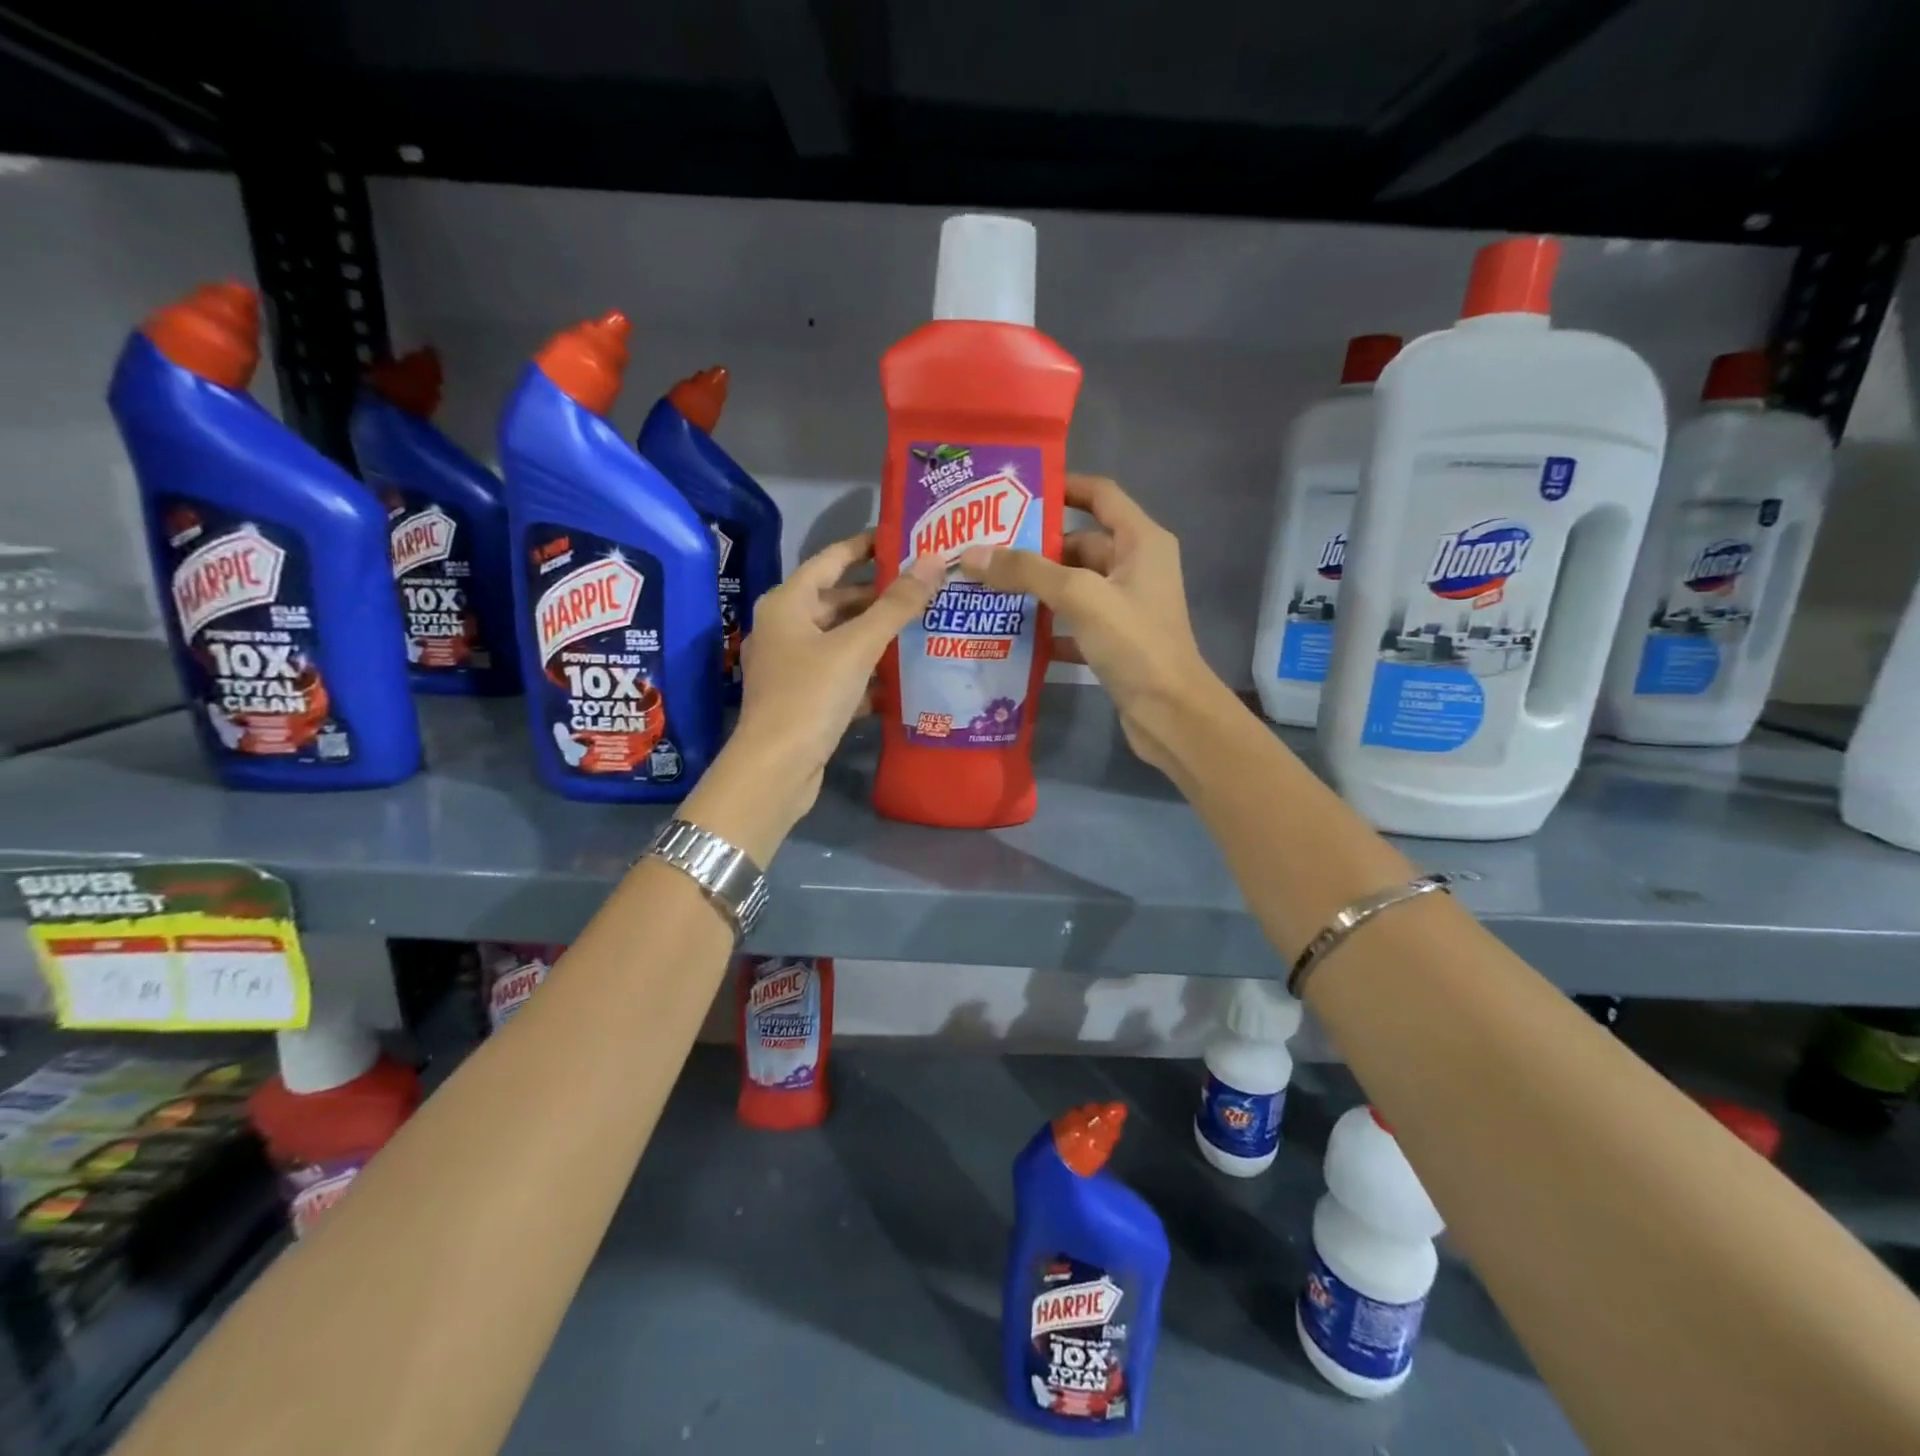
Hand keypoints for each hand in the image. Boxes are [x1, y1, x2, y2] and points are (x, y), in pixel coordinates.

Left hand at [684, 532, 942, 858]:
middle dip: (880, 596)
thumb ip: (896, 605)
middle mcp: (786, 628)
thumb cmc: (811, 695)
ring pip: (842, 640)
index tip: (902, 538)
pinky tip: (903, 676)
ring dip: (878, 635)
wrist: (776, 769)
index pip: (831, 560)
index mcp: (788, 604)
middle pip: (838, 601)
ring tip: (924, 626)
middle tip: (926, 587)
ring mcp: (793, 666)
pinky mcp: (805, 699)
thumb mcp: (857, 646)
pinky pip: (842, 673)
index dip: (865, 546)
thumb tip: (931, 561)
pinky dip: (868, 672)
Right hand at [959, 474, 1223, 775]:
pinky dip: (1048, 626)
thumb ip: (1027, 571)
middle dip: (1036, 547)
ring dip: (1037, 588)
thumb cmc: (1134, 642)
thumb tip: (972, 554)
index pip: (1100, 495)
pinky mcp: (1116, 640)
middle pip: (1080, 543)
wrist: (1170, 713)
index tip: (1016, 493)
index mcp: (1141, 541)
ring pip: (1074, 585)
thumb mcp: (1079, 596)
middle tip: (985, 549)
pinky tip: (1011, 633)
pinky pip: (1075, 622)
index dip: (1063, 487)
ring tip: (987, 587)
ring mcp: (1126, 606)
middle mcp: (1136, 566)